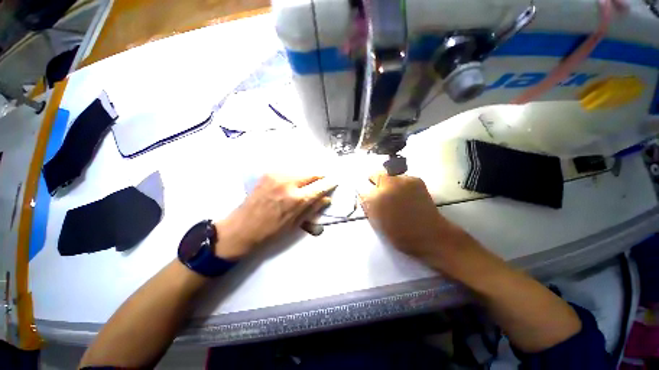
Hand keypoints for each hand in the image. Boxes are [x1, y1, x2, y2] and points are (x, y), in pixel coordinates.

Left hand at [214, 174, 335, 259]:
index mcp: (297, 199)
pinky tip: (293, 184)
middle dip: (319, 178)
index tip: (334, 182)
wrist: (241, 228)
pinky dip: (295, 176)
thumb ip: (313, 208)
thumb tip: (327, 199)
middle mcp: (289, 183)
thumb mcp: (295, 224)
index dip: (329, 184)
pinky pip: (289, 171)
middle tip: (321, 184)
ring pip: (301, 171)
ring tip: (306, 185)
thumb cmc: (270, 232)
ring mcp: (277, 175)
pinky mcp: (269, 174)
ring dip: (307, 177)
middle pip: (312, 174)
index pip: (320, 186)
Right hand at [359, 173, 474, 268]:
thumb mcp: (376, 223)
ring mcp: (402, 180)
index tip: (369, 199)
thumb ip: (367, 207)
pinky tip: (407, 195)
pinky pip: (402, 178)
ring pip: (389, 175)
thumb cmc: (399, 233)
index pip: (363, 191)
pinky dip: (401, 184)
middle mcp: (387, 185)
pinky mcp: (415, 180)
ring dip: (388, 183)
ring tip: (396, 195)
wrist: (429, 234)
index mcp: (375, 199)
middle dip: (375, 183)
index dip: (366, 196)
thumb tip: (363, 197)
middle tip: (380, 193)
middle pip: (375, 175)